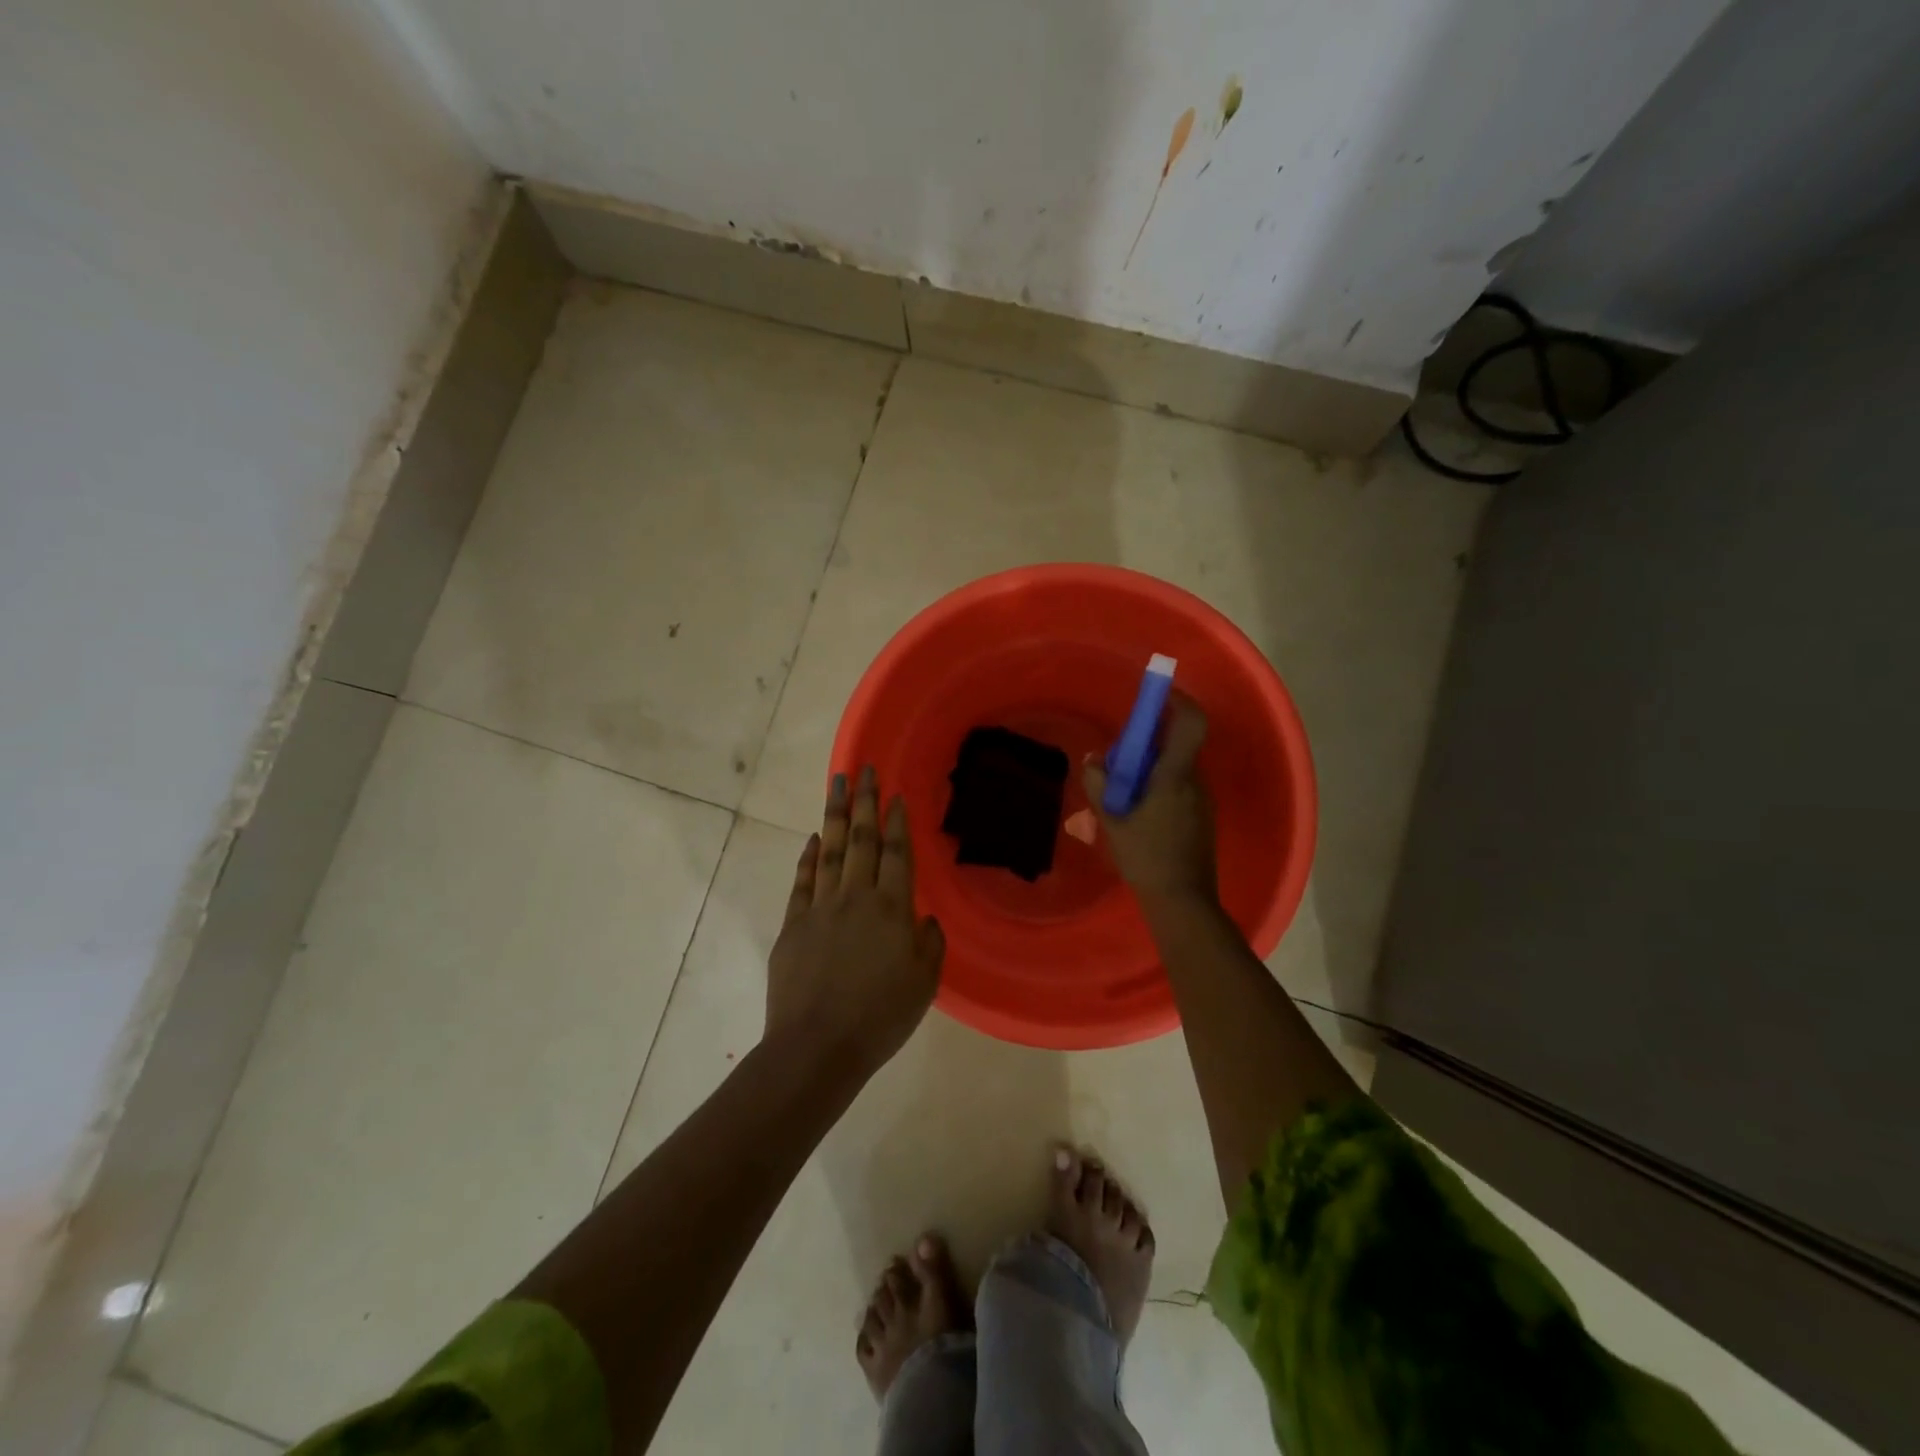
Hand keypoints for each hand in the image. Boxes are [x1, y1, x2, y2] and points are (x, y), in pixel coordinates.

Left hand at [766, 766, 944, 1075]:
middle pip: (862, 840)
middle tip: (864, 769)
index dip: (896, 822)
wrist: (818, 1046)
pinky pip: (803, 881)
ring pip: (830, 850)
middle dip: (864, 802)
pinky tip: (812, 839)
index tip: (893, 794)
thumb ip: (929, 944)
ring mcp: (820, 908)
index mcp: (892, 910)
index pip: (897, 853)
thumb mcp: (924, 984)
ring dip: (835, 815)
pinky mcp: (793, 925)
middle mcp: (856, 897)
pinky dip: (808, 857)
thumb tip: (923, 918)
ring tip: (837, 784)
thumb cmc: (880, 1018)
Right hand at [1082, 693, 1217, 911]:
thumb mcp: (1113, 820)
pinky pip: (1180, 788)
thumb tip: (1094, 760)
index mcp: (1175, 776)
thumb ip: (1100, 785)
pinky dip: (1159, 788)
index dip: (1178, 701)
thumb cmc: (1147, 857)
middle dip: (1148, 744)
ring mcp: (1203, 800)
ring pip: (1176, 769)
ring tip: (1122, 794)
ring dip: (1151, 770)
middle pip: (1177, 745)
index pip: (1191, 723)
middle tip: (1118, 760)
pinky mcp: (1202, 817)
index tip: (1159, 693)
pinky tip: (1138, 814)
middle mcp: (1195, 781)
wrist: (1183, 901)